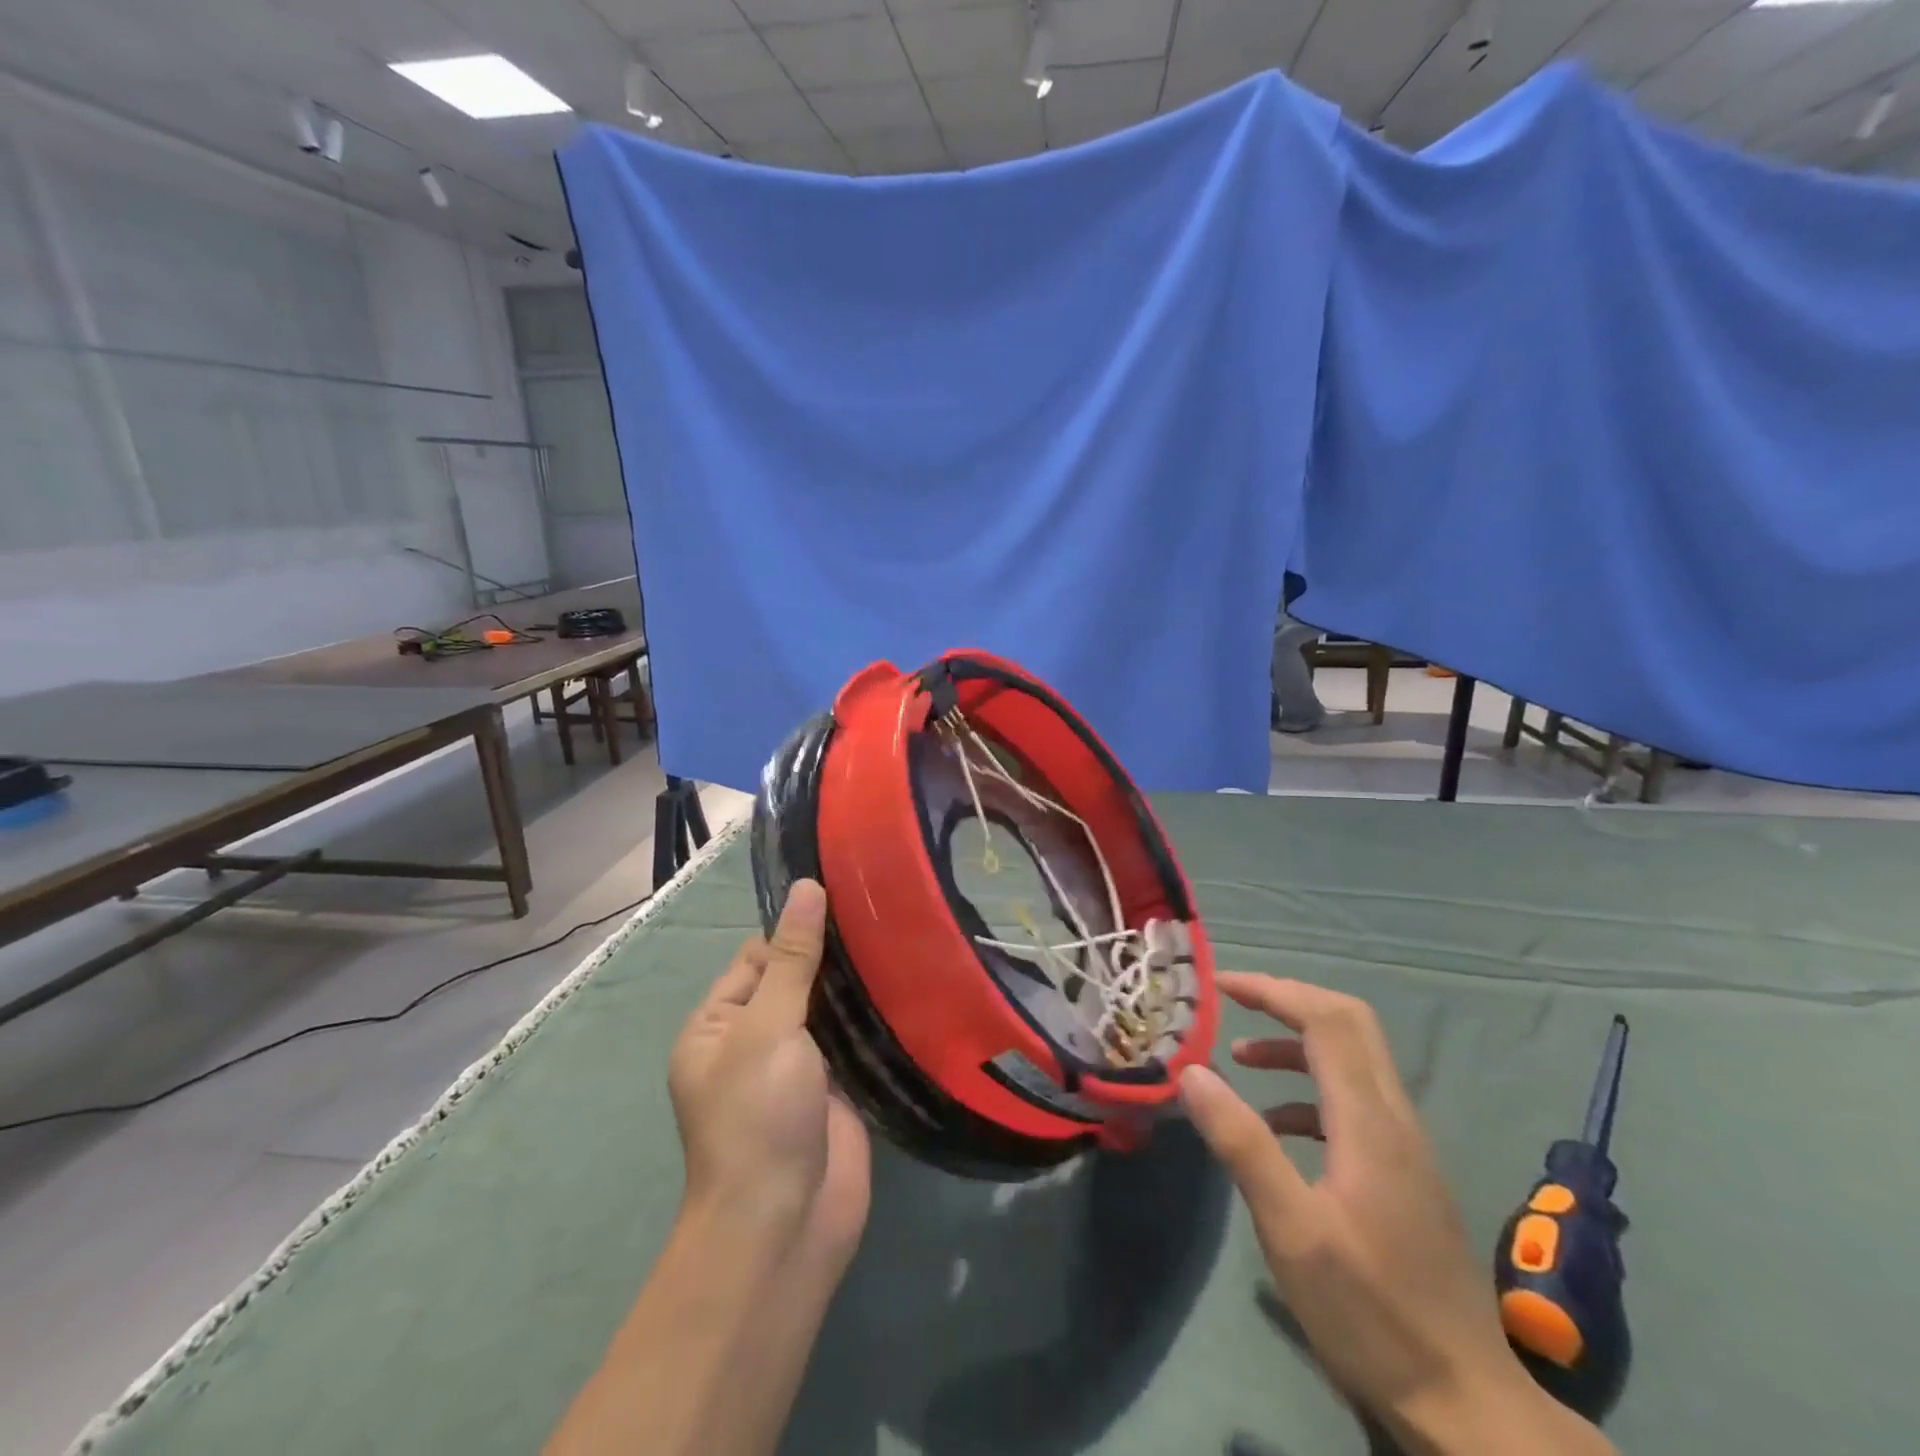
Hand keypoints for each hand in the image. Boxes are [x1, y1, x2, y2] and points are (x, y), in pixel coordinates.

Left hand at [667, 880, 870, 1264]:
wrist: (785, 1225)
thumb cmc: (758, 1117)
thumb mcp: (768, 1027)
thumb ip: (792, 959)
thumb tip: (807, 887)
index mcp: (718, 1025)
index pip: (758, 957)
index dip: (796, 929)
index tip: (847, 895)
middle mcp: (754, 1041)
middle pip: (796, 980)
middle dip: (833, 954)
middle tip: (885, 909)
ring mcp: (798, 1068)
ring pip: (829, 1009)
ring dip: (858, 984)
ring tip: (904, 935)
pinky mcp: (837, 1090)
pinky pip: (854, 1042)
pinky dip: (874, 1018)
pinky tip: (910, 985)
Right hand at [1181, 974, 1610, 1454]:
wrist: (1467, 1404)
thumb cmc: (1371, 1314)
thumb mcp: (1291, 1229)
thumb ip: (1241, 1142)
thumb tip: (1192, 1071)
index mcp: (1370, 1121)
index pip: (1326, 1019)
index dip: (1273, 989)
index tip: (1220, 985)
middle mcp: (1395, 1118)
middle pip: (1348, 1023)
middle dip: (1287, 1000)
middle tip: (1233, 1003)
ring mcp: (1406, 1146)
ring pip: (1352, 1060)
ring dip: (1295, 1044)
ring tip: (1239, 1061)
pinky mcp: (1405, 1173)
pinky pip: (1354, 1102)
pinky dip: (1308, 1091)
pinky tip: (1275, 1126)